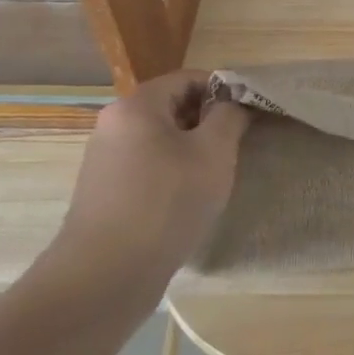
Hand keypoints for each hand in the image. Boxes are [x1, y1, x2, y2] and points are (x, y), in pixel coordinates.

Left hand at [55, 70, 249, 285]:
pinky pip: (146, 166)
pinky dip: (171, 173)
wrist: (105, 275)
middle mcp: (114, 124)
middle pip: (172, 106)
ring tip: (215, 177)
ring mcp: (104, 159)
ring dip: (191, 150)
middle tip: (236, 147)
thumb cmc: (167, 202)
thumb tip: (232, 104)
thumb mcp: (214, 153)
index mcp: (136, 105)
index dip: (224, 91)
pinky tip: (187, 201)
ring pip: (160, 139)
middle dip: (208, 122)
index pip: (188, 79)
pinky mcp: (104, 191)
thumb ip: (229, 117)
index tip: (249, 115)